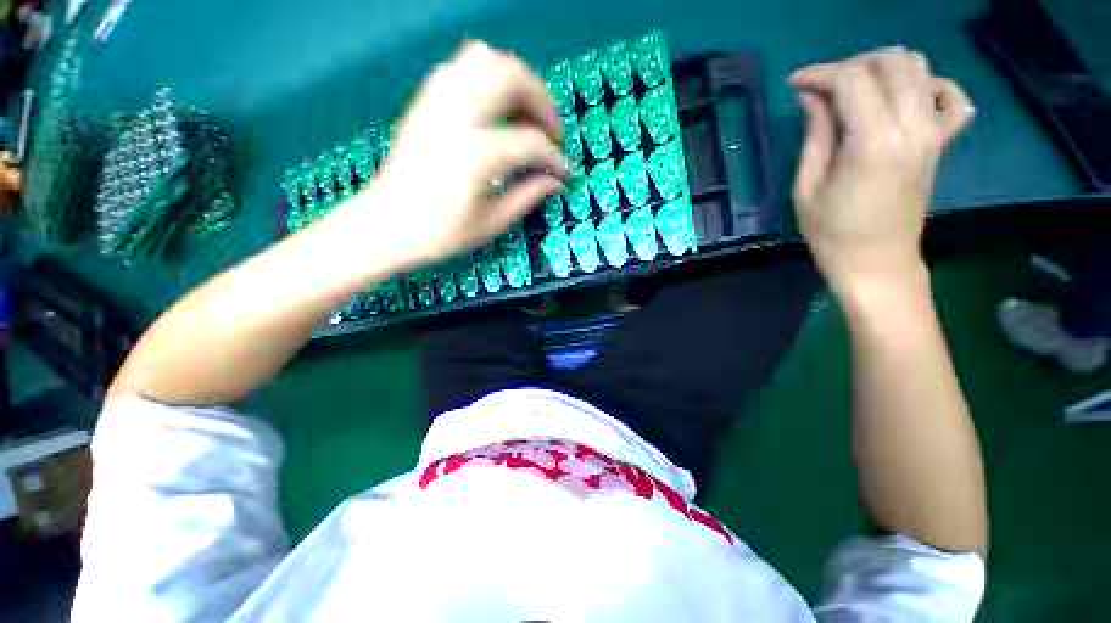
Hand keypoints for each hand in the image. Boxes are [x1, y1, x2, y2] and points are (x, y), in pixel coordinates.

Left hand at [339, 41, 570, 268]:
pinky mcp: (425, 101)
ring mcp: (438, 102)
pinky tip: (495, 106)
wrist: (387, 224)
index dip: (556, 159)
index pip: (531, 143)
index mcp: (477, 154)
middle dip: (543, 103)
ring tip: (526, 113)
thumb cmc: (441, 233)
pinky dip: (487, 76)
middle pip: (513, 79)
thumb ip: (528, 196)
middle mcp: (458, 115)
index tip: (566, 172)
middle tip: (552, 132)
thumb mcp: (492, 223)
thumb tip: (556, 182)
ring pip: (487, 59)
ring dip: (517, 81)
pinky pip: (461, 67)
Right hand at [789, 47, 974, 291]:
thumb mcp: (807, 187)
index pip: (851, 80)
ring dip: (884, 68)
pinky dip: (932, 86)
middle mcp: (912, 128)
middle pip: (890, 62)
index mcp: (873, 143)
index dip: (820, 74)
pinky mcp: (942, 143)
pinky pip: (952, 98)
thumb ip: (815, 136)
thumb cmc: (832, 232)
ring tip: (857, 90)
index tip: (795, 84)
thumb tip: (812, 98)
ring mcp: (934, 133)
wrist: (877, 262)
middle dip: (852, 65)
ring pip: (919, 68)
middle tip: (825, 88)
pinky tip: (908, 99)